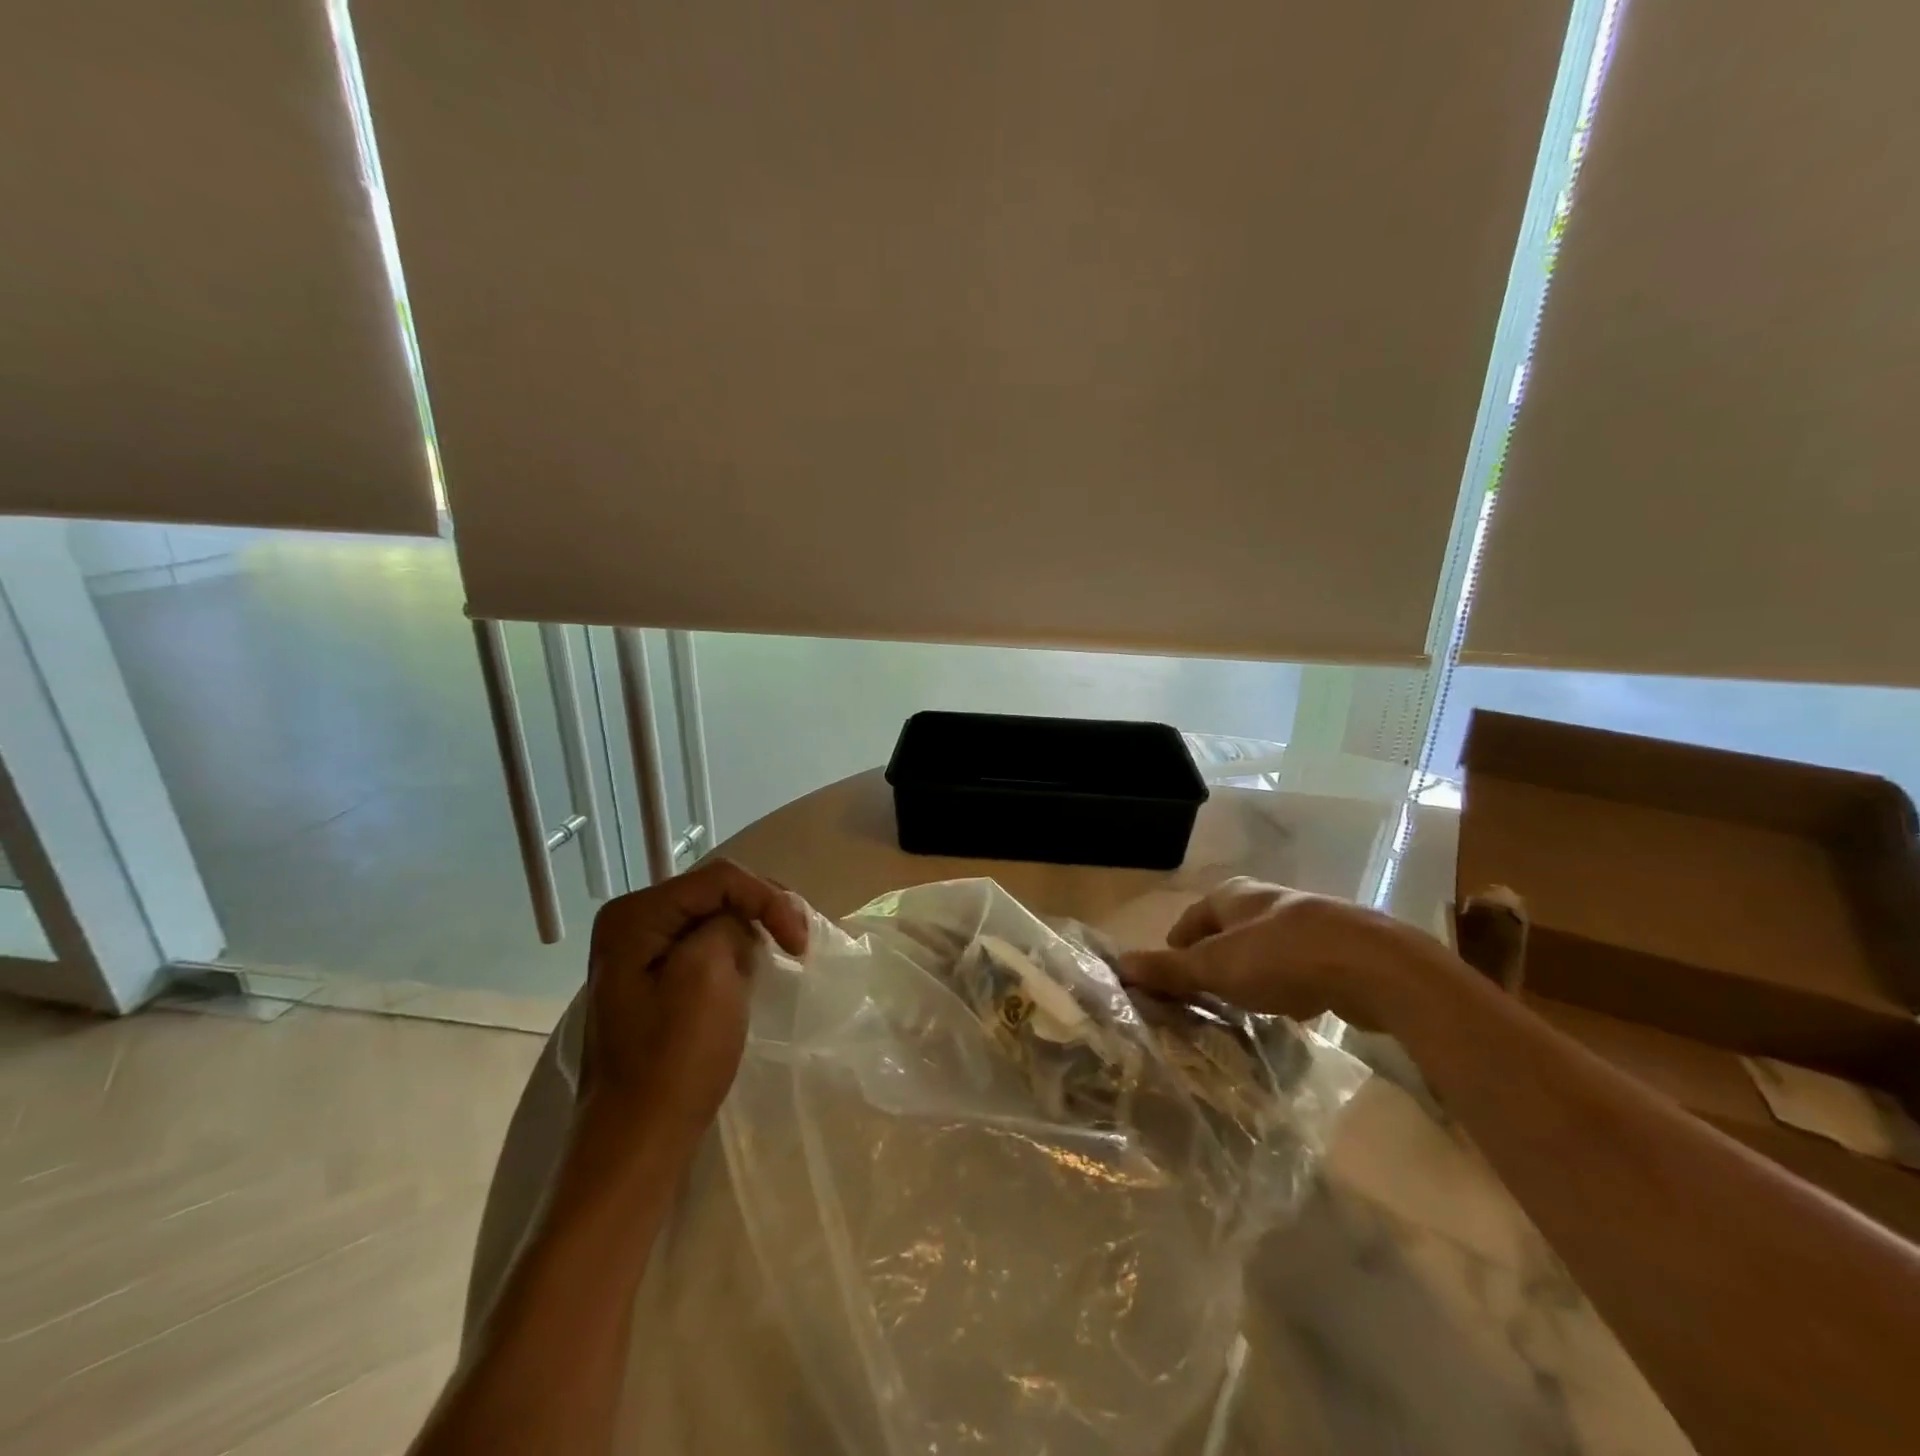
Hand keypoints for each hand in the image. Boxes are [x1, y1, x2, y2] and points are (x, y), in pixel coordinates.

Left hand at [579, 860, 809, 1135]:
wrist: (637, 1144)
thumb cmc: (673, 1061)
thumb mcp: (708, 976)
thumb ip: (729, 925)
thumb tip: (739, 924)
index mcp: (635, 916)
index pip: (719, 879)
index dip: (768, 899)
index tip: (801, 944)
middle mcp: (630, 923)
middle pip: (715, 892)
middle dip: (762, 911)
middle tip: (799, 944)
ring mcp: (639, 953)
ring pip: (714, 918)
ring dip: (752, 932)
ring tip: (783, 954)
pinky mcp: (652, 980)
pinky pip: (704, 946)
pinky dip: (736, 952)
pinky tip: (753, 971)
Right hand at [1115, 877, 1447, 1030]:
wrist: (1376, 967)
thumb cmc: (1282, 958)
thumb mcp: (1216, 967)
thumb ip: (1169, 968)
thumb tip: (1119, 965)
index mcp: (1233, 894)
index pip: (1191, 916)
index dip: (1175, 944)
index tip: (1168, 975)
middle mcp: (1266, 900)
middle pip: (1227, 929)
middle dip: (1213, 958)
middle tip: (1201, 994)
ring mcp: (1307, 922)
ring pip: (1263, 947)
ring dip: (1249, 971)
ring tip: (1241, 1004)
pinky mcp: (1339, 949)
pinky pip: (1298, 965)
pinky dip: (1285, 982)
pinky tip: (1289, 1007)